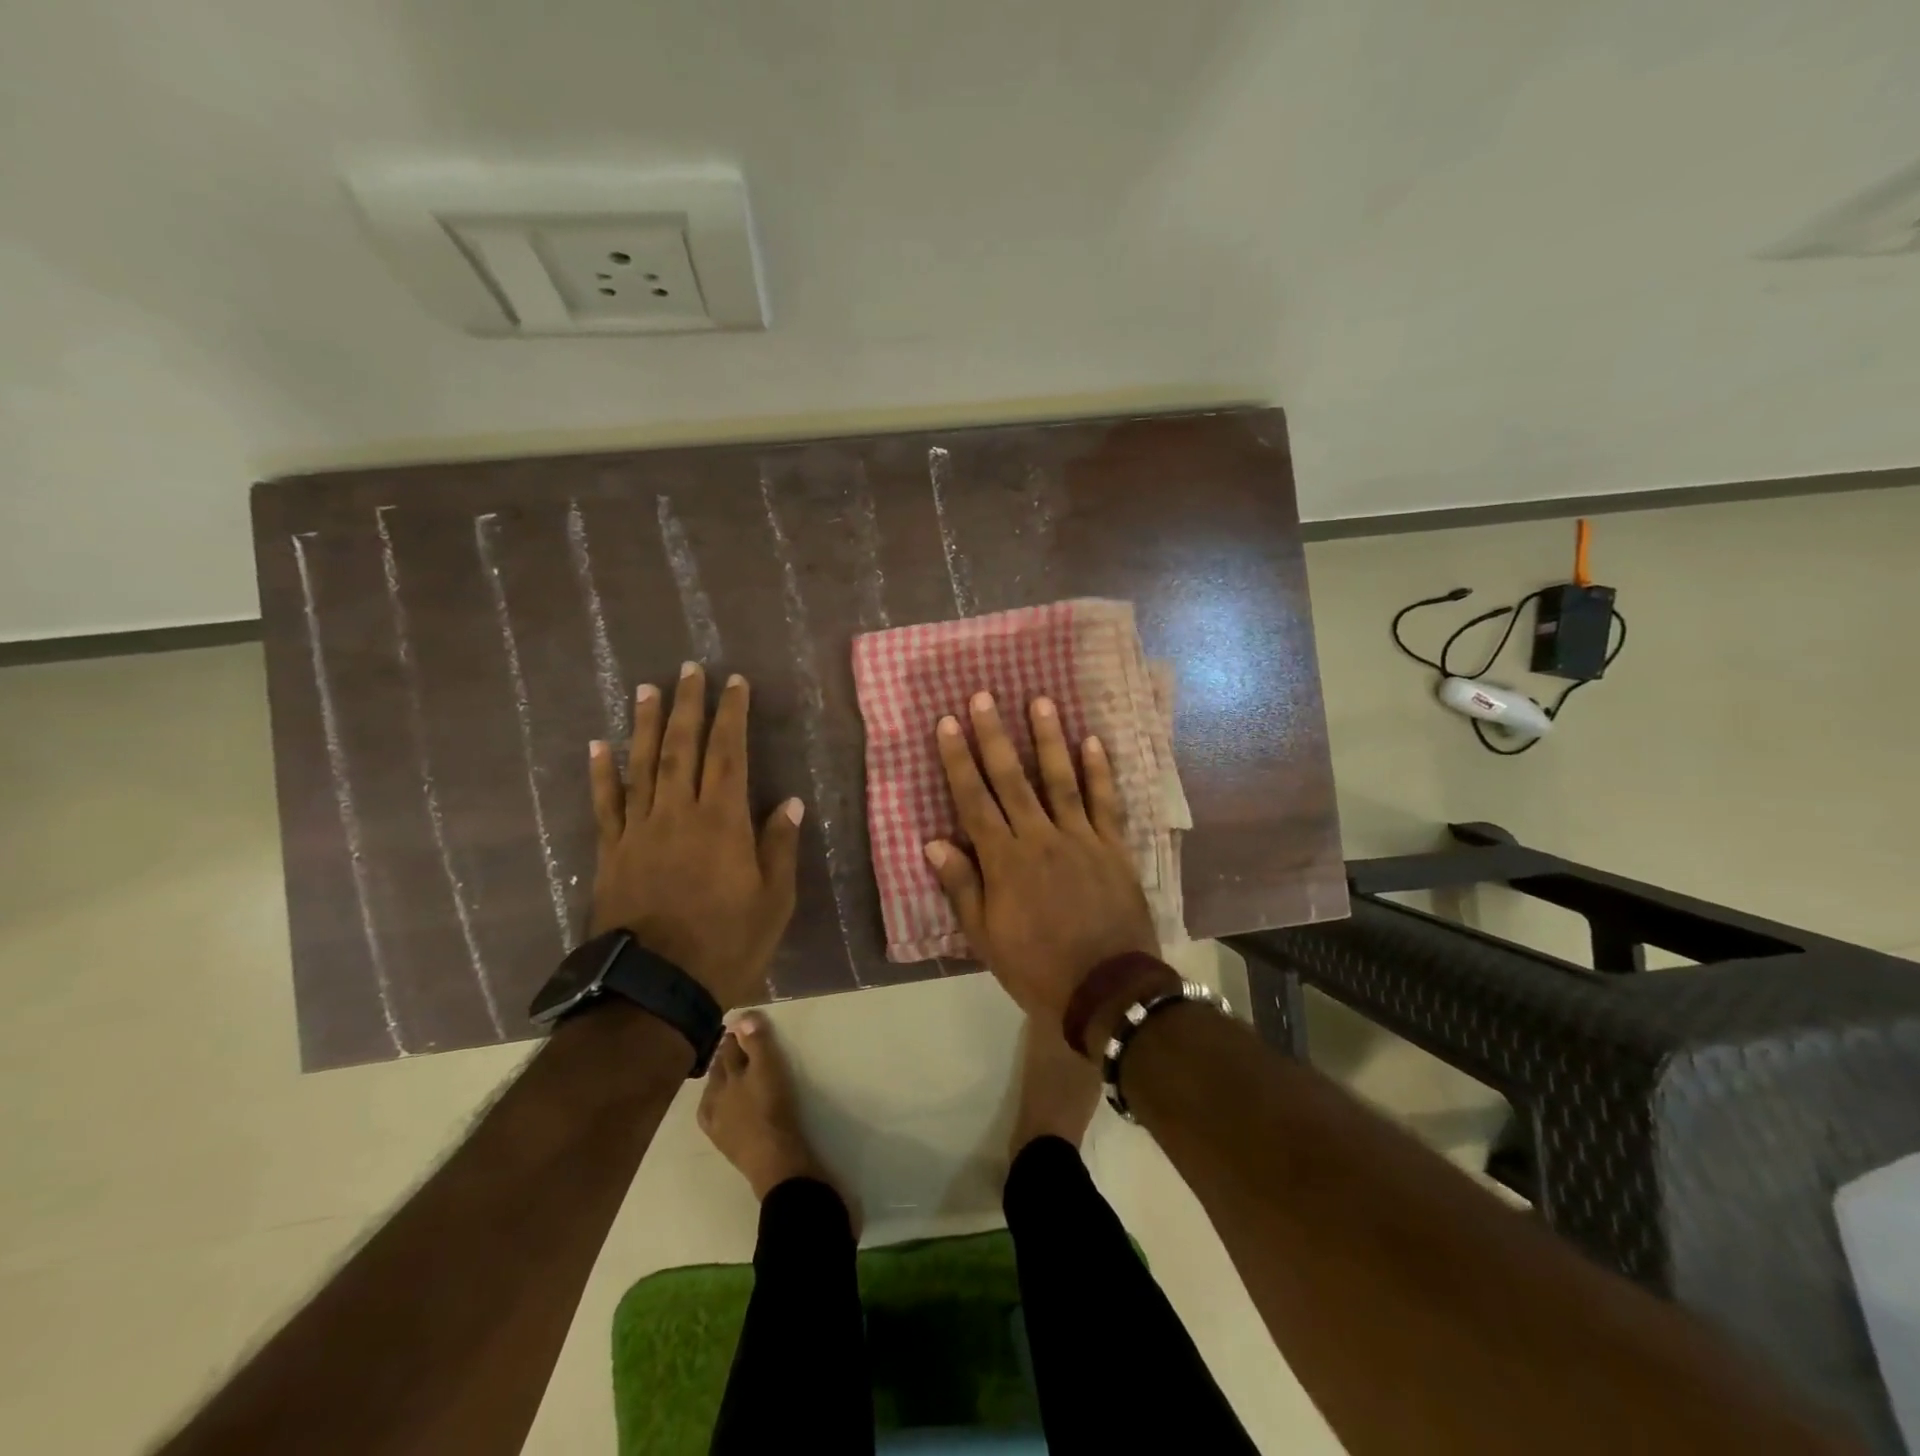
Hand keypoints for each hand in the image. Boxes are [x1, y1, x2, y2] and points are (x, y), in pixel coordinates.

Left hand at [588, 663, 802, 1009]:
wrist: (655, 990)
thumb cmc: (727, 945)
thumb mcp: (774, 901)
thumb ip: (779, 846)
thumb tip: (791, 802)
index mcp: (722, 822)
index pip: (728, 754)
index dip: (731, 715)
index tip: (734, 683)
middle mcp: (678, 814)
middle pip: (681, 747)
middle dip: (688, 705)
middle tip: (689, 669)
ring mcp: (639, 831)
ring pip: (642, 766)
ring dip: (646, 724)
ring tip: (647, 689)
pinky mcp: (611, 853)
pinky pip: (605, 804)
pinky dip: (602, 772)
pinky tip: (599, 745)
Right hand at [924, 691, 1158, 1031]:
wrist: (1106, 990)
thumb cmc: (1036, 967)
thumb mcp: (986, 938)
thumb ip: (962, 886)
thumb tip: (934, 842)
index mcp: (1004, 861)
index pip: (974, 800)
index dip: (959, 760)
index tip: (948, 724)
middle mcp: (1040, 838)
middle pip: (1012, 779)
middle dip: (995, 736)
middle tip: (984, 697)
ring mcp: (1080, 838)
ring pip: (1060, 779)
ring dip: (1048, 739)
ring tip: (1040, 701)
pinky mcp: (1113, 847)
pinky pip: (1105, 802)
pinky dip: (1099, 771)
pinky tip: (1092, 741)